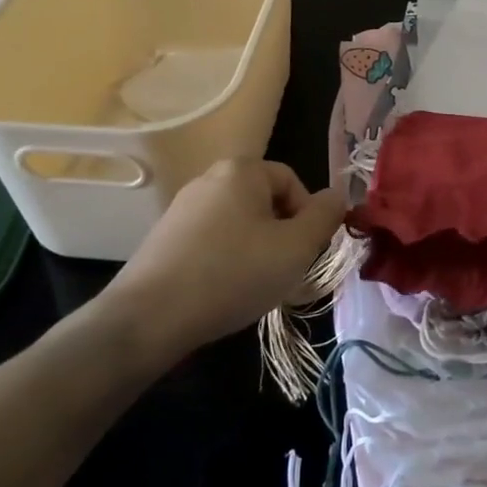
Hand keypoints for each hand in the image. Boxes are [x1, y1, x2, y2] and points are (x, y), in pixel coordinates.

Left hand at [85, 159, 343, 367]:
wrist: (148, 317)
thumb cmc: (233, 274)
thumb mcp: (295, 247)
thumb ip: (324, 217)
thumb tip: (337, 196)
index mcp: (242, 170)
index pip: (292, 181)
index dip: (307, 215)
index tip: (305, 252)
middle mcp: (209, 178)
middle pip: (265, 200)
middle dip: (282, 233)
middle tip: (284, 269)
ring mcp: (182, 207)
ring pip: (239, 222)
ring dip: (255, 249)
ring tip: (254, 284)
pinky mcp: (164, 237)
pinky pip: (211, 240)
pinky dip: (226, 260)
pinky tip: (223, 290)